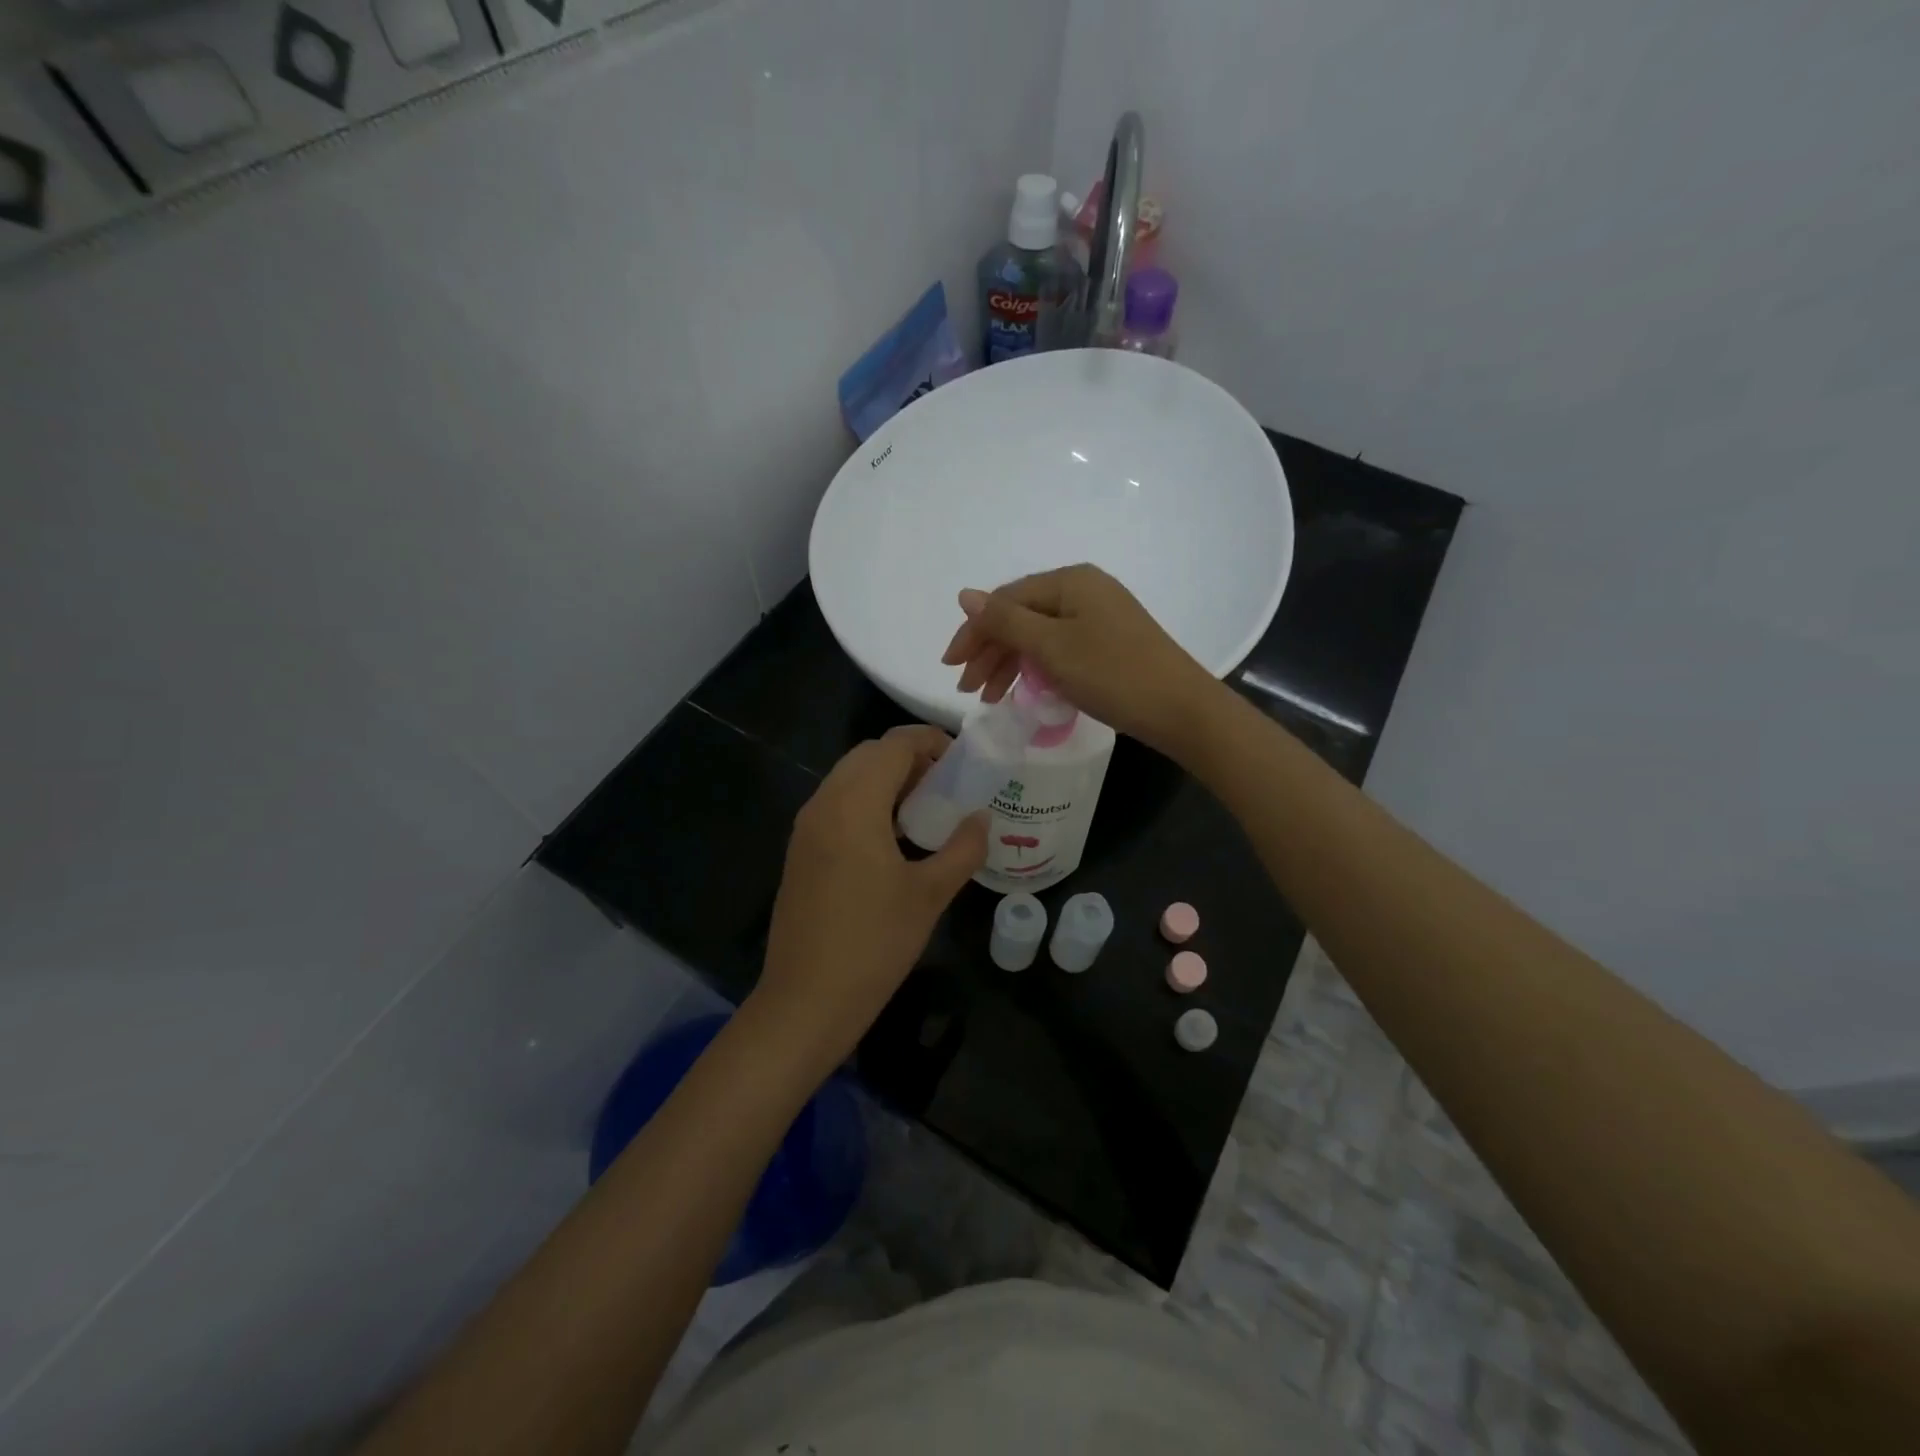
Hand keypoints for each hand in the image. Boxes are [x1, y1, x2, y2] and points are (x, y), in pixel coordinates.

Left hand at [753, 726, 987, 1071]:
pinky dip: (866, 802)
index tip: (962, 760)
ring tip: (925, 810)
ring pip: (848, 778)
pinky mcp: (800, 851)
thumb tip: (981, 819)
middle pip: (868, 755)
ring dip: (886, 780)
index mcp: (854, 804)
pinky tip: (893, 838)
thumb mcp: (930, 895)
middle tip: (947, 785)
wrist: (806, 1000)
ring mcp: (806, 828)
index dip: (930, 741)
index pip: (893, 745)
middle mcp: (823, 803)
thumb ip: (962, 849)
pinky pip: (836, 805)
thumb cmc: (874, 943)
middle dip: (909, 758)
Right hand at [941, 564, 1222, 756]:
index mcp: (1069, 581)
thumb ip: (1006, 621)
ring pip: (1039, 635)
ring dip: (1011, 663)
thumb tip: (965, 595)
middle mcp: (1084, 590)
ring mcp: (1099, 616)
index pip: (1005, 601)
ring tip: (991, 697)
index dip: (974, 632)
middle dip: (990, 652)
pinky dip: (1038, 668)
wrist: (1179, 708)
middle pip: (1021, 616)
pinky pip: (1060, 647)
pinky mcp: (1109, 641)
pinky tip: (1026, 690)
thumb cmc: (1112, 673)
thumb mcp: (1051, 647)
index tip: (951, 666)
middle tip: (968, 689)